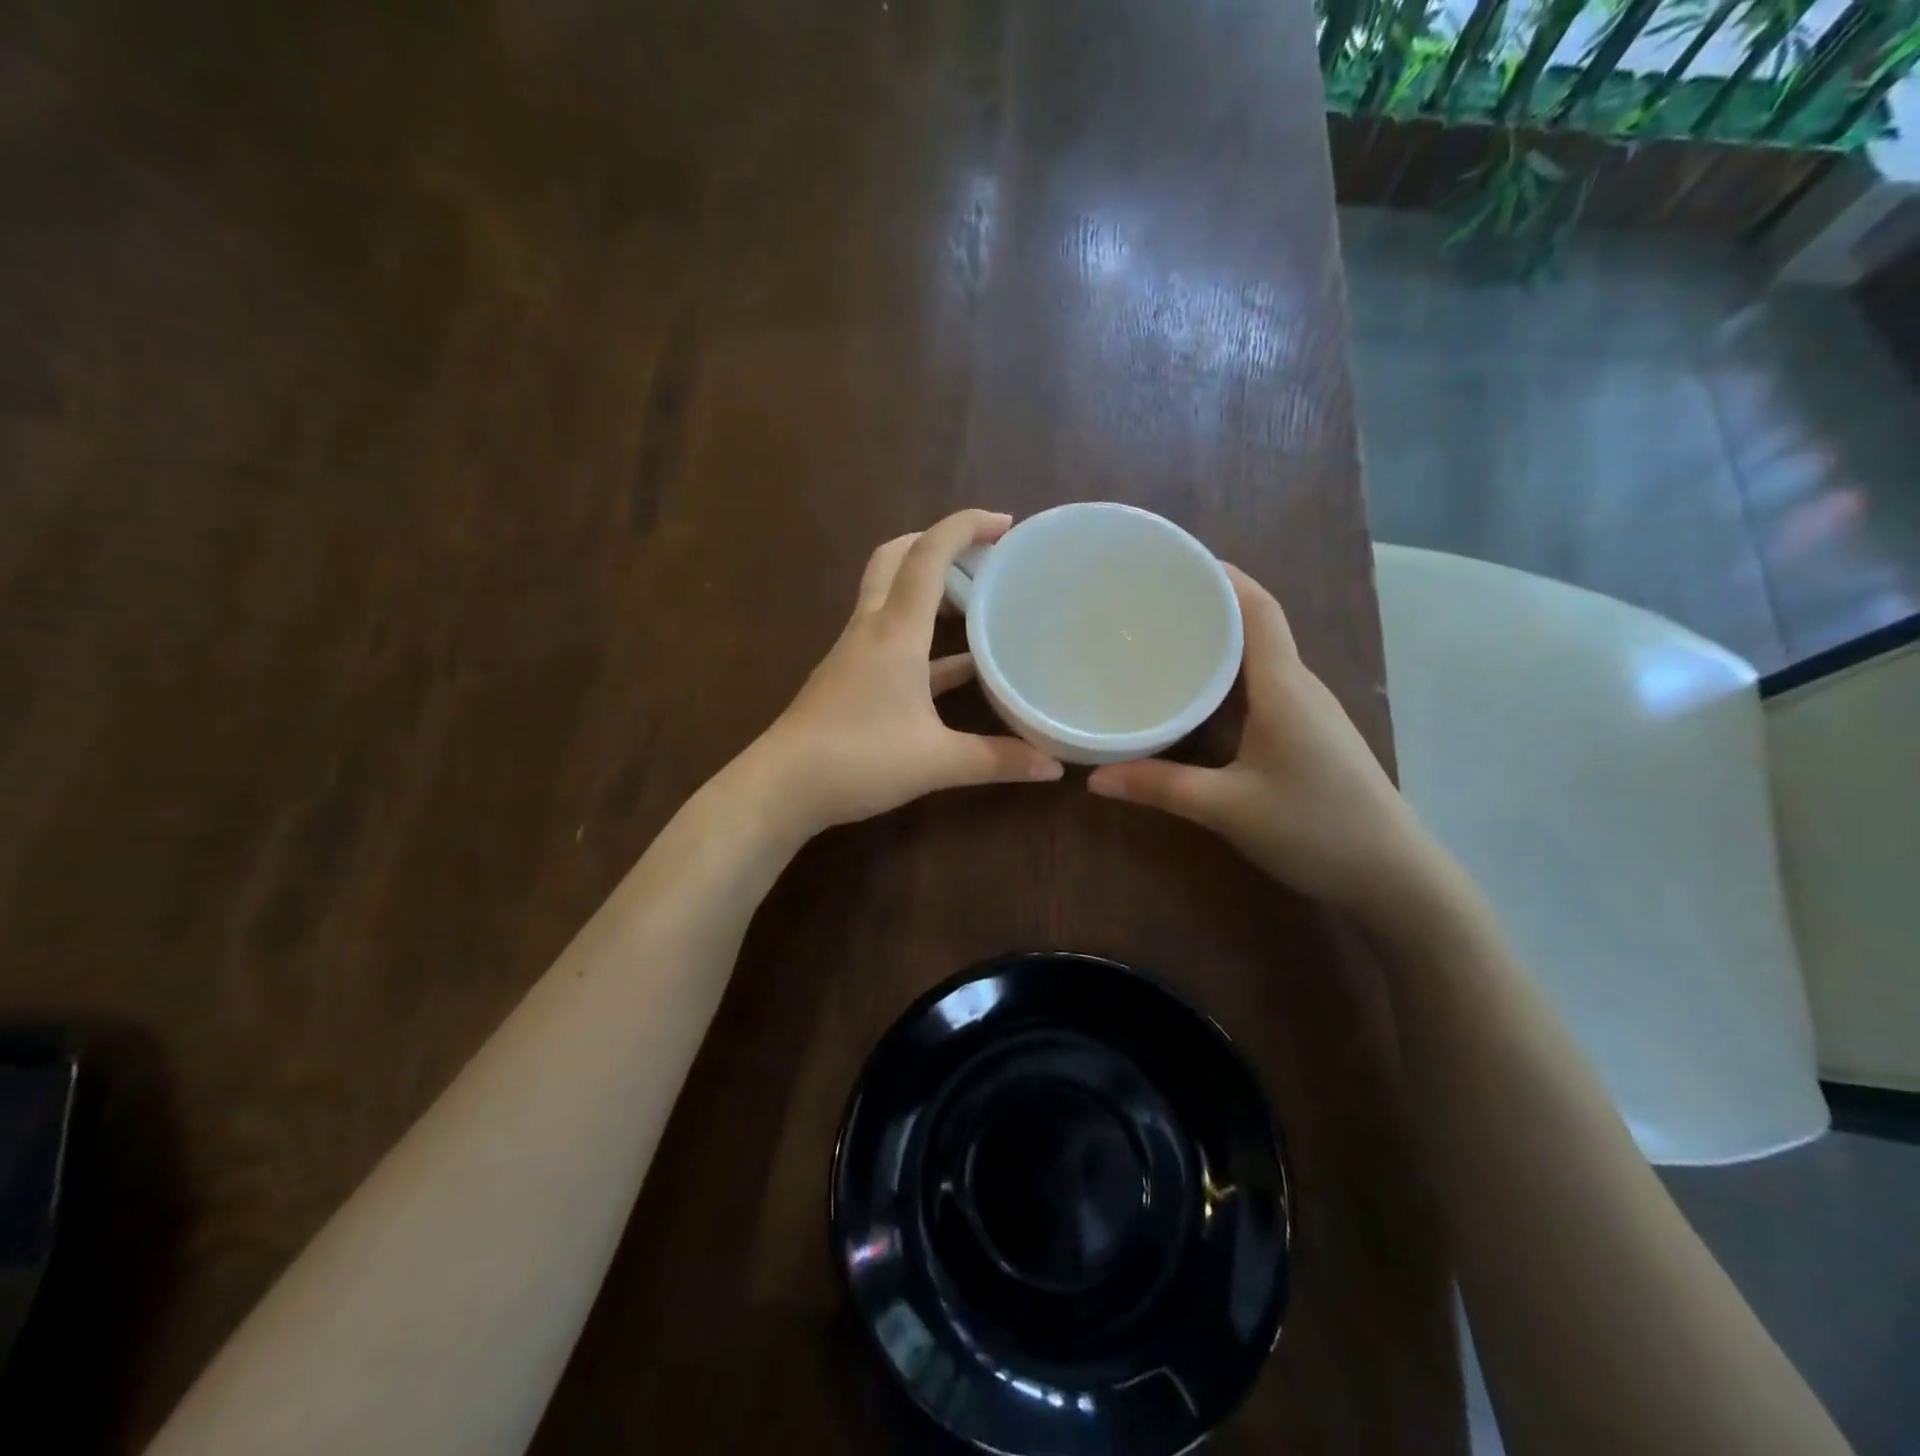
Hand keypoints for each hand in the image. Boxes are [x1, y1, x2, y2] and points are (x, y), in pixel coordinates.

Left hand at [750, 510, 1062, 835]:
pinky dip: (923, 638)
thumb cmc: (859, 760)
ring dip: (930, 588)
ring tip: (977, 601)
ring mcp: (856, 652)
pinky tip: (956, 666)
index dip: (966, 527)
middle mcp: (871, 629)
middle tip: (984, 557)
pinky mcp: (849, 677)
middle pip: (897, 558)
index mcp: (895, 631)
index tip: (1007, 524)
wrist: (781, 787)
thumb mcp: (937, 762)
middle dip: (939, 543)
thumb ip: (998, 760)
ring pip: (891, 596)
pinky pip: (891, 639)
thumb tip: (1054, 767)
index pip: (929, 555)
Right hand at [1088, 565, 1439, 920]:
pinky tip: (1196, 700)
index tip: (1175, 562)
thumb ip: (1159, 787)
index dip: (1222, 575)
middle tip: (1148, 605)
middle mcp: (1300, 686)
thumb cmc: (1315, 828)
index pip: (1258, 607)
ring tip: (1162, 642)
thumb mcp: (1227, 808)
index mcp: (1284, 686)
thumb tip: (1092, 777)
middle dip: (1208, 606)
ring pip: (1260, 660)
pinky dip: (1227, 681)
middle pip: (1256, 626)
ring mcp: (1310, 712)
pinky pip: (1263, 689)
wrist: (1394, 877)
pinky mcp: (1309, 736)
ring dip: (1217, 644)